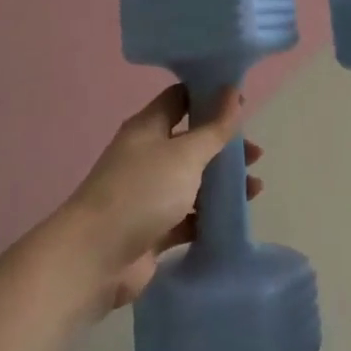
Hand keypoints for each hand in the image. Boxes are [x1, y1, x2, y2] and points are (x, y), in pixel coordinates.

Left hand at [63, 84, 261, 311]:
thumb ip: (213, 128)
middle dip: (224, 146)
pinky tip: (236, 218)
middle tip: (255, 154)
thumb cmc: (141, 192)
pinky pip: (189, 216)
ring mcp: (150, 194)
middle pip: (192, 142)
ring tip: (255, 189)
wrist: (95, 258)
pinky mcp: (154, 229)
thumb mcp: (185, 155)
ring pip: (194, 181)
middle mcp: (148, 156)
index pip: (180, 98)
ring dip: (222, 183)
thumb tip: (232, 91)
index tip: (241, 101)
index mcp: (148, 128)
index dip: (209, 96)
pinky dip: (211, 216)